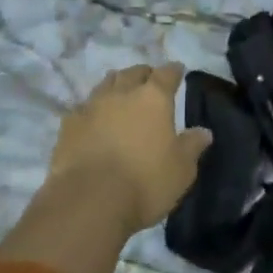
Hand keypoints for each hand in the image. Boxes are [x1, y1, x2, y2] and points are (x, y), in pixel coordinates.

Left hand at [48, 64, 212, 234]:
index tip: (178, 71)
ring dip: (117, 85)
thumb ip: (192, 146)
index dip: (173, 71)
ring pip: (106, 84)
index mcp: (153, 98)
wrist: (88, 201)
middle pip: (134, 72)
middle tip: (149, 83)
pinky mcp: (68, 125)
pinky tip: (95, 120)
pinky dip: (93, 109)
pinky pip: (84, 107)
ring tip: (122, 95)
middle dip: (144, 74)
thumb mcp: (181, 170)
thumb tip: (204, 132)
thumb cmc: (145, 182)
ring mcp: (91, 106)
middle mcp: (122, 93)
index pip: (166, 74)